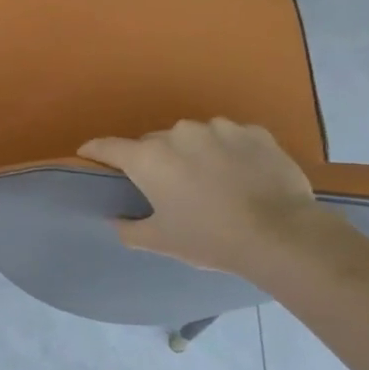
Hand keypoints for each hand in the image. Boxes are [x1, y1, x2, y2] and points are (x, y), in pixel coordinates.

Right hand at [77, 118, 326, 277]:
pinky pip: (229, 138)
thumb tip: (116, 220)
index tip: (88, 154)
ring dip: (192, 153)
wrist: (280, 234)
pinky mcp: (253, 131)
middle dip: (153, 160)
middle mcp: (178, 134)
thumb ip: (129, 228)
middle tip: (164, 186)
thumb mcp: (160, 241)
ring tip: (208, 180)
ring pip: (193, 137)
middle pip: (153, 143)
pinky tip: (239, 175)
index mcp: (149, 159)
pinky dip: (226, 152)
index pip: (108, 146)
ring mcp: (219, 128)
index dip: (94, 151)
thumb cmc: (209, 238)